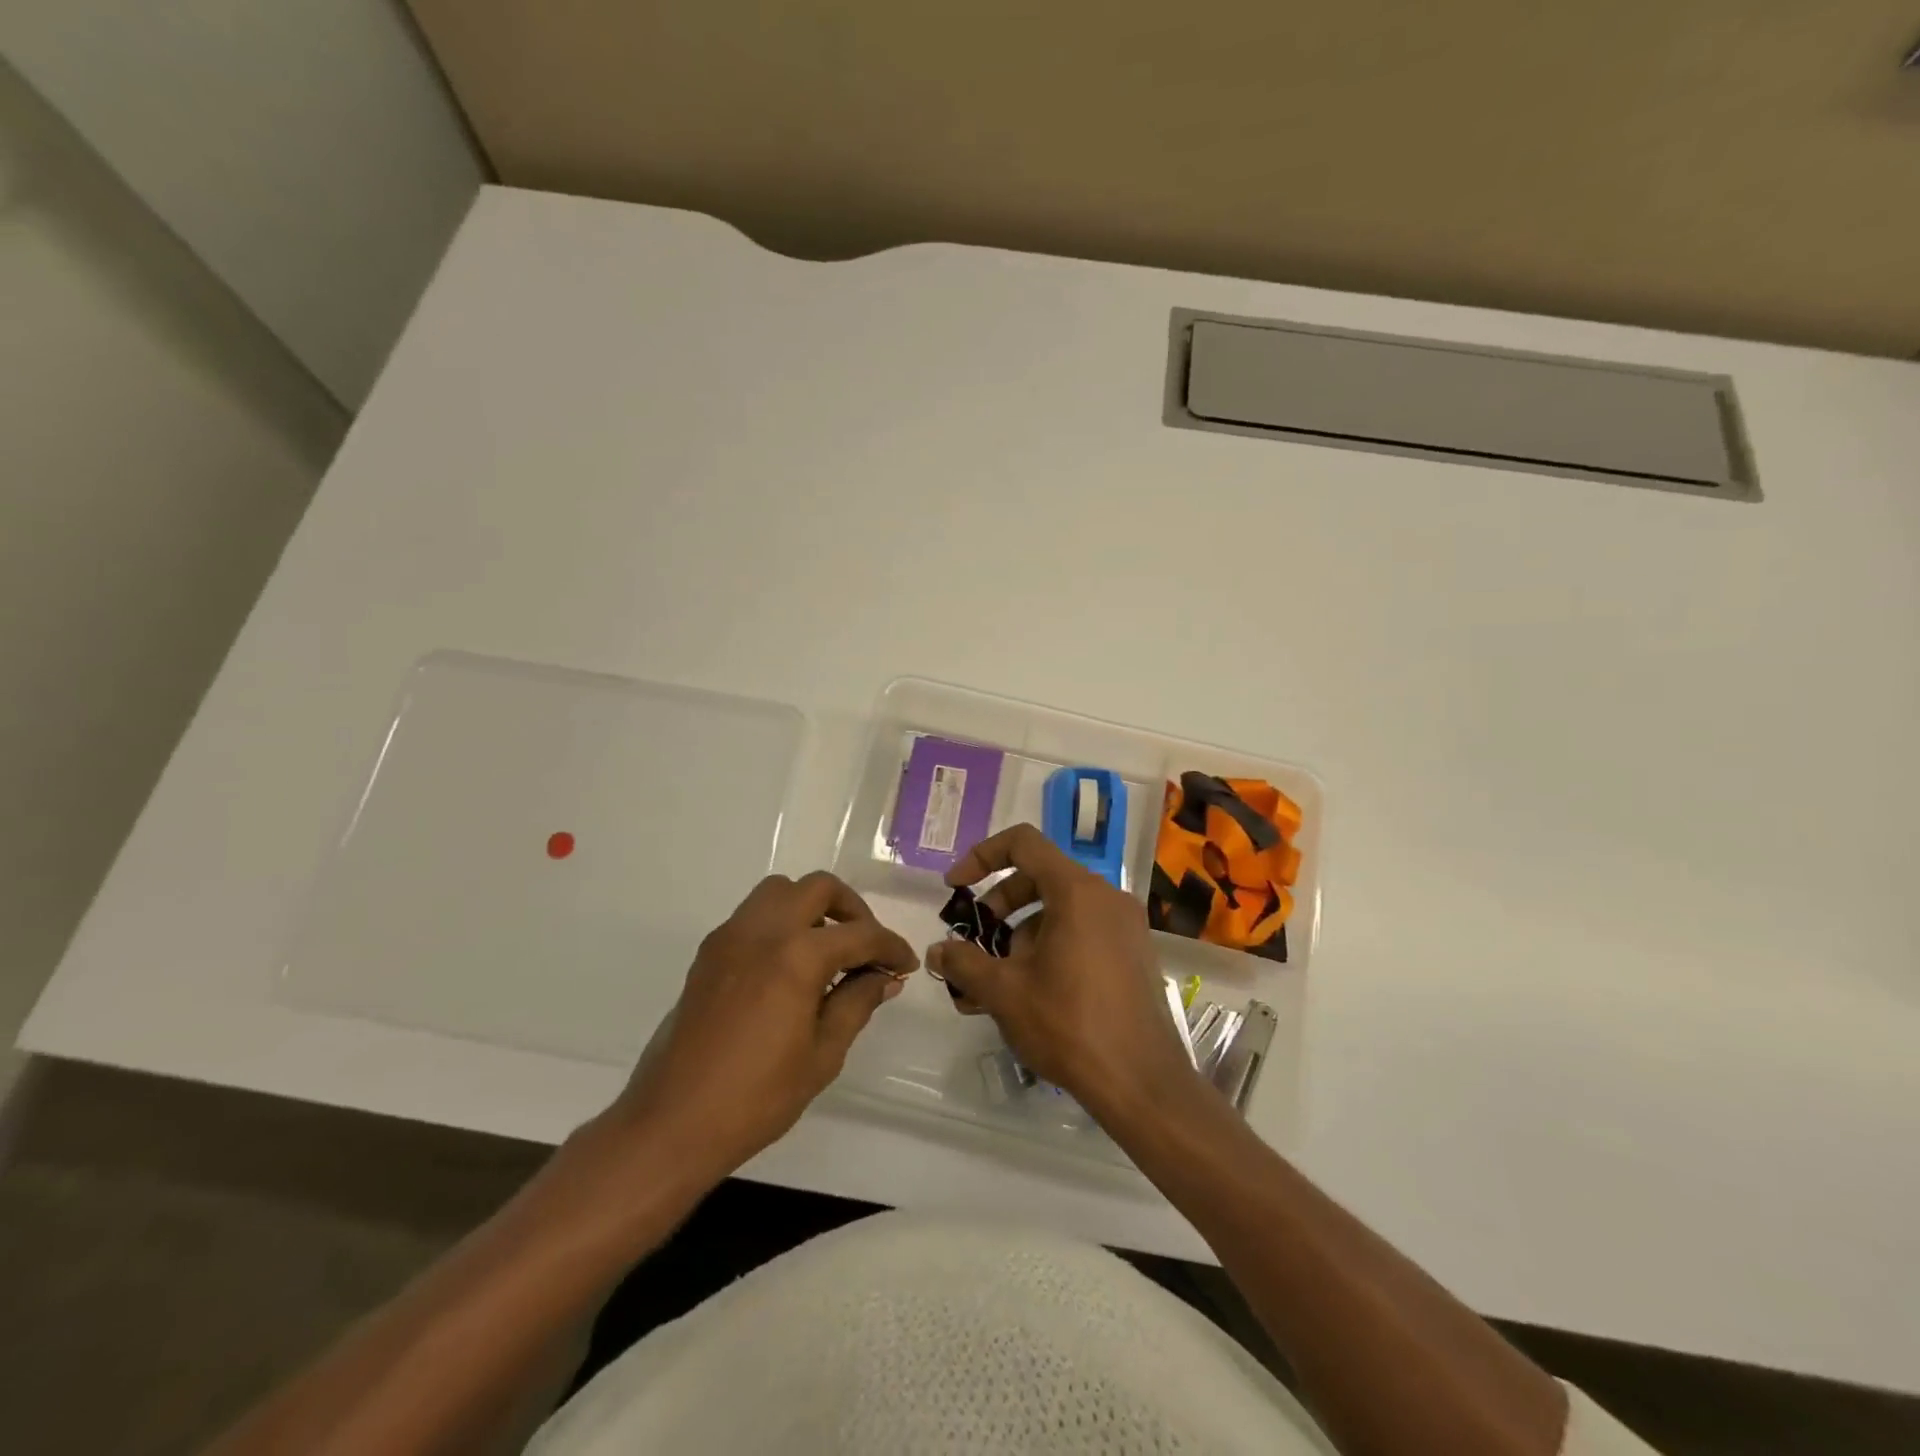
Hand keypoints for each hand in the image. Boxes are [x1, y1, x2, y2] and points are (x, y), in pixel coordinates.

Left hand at [605, 871, 917, 1182]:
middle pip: (818, 888)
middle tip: (867, 947)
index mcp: (796, 956)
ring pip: (780, 891)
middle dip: (852, 910)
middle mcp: (762, 931)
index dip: (890, 947)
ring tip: (828, 950)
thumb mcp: (822, 1054)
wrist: (673, 1122)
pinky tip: (790, 966)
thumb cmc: (757, 1096)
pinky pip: (754, 915)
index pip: (859, 935)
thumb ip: (857, 1003)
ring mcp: (730, 937)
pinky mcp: (709, 953)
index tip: (905, 965)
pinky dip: (781, 922)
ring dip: (812, 907)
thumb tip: (884, 978)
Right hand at [928, 824, 1201, 1125]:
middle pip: (1040, 877)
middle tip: (976, 942)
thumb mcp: (1004, 992)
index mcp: (1077, 891)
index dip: (982, 857)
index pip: (1023, 843)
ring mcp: (1125, 926)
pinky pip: (1083, 932)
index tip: (956, 888)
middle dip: (999, 906)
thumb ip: (963, 963)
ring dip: (1021, 935)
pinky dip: (1050, 947)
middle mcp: (1106, 897)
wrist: (1141, 1083)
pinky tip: (1030, 994)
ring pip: (1060, 910)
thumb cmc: (1069, 1025)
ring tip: (997, 983)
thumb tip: (937, 952)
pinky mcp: (1134, 954)